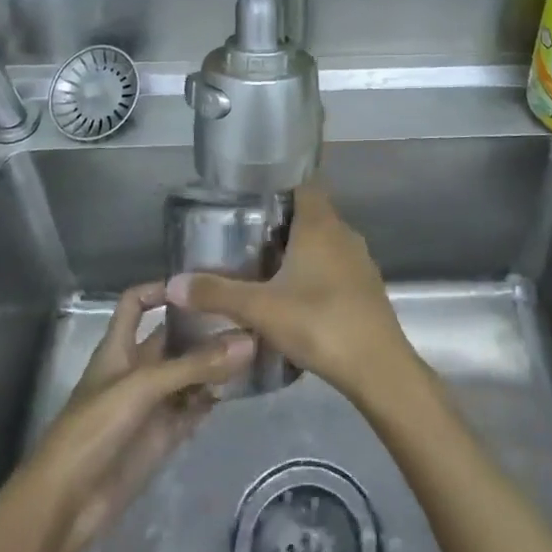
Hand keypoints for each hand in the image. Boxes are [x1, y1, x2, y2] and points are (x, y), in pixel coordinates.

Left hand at [24, 282, 253, 551]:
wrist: (66, 506)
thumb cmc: (94, 429)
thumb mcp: (144, 386)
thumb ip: (195, 365)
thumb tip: (249, 340)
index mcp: (119, 348)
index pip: (136, 304)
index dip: (160, 289)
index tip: (199, 285)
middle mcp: (137, 369)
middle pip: (172, 338)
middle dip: (203, 328)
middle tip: (246, 315)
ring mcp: (151, 404)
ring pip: (188, 373)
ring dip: (214, 364)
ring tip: (255, 348)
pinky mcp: (163, 436)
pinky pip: (194, 409)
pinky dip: (214, 398)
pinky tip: (241, 387)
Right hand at [165, 184, 414, 404]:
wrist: (377, 367)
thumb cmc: (319, 323)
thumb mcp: (261, 309)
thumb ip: (217, 293)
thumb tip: (173, 283)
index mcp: (320, 224)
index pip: (303, 184)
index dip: (279, 185)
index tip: (250, 197)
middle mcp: (343, 232)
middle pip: (311, 212)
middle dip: (281, 221)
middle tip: (246, 235)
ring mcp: (359, 259)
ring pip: (324, 240)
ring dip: (299, 248)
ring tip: (265, 266)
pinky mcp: (366, 285)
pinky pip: (336, 264)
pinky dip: (316, 270)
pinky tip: (296, 295)